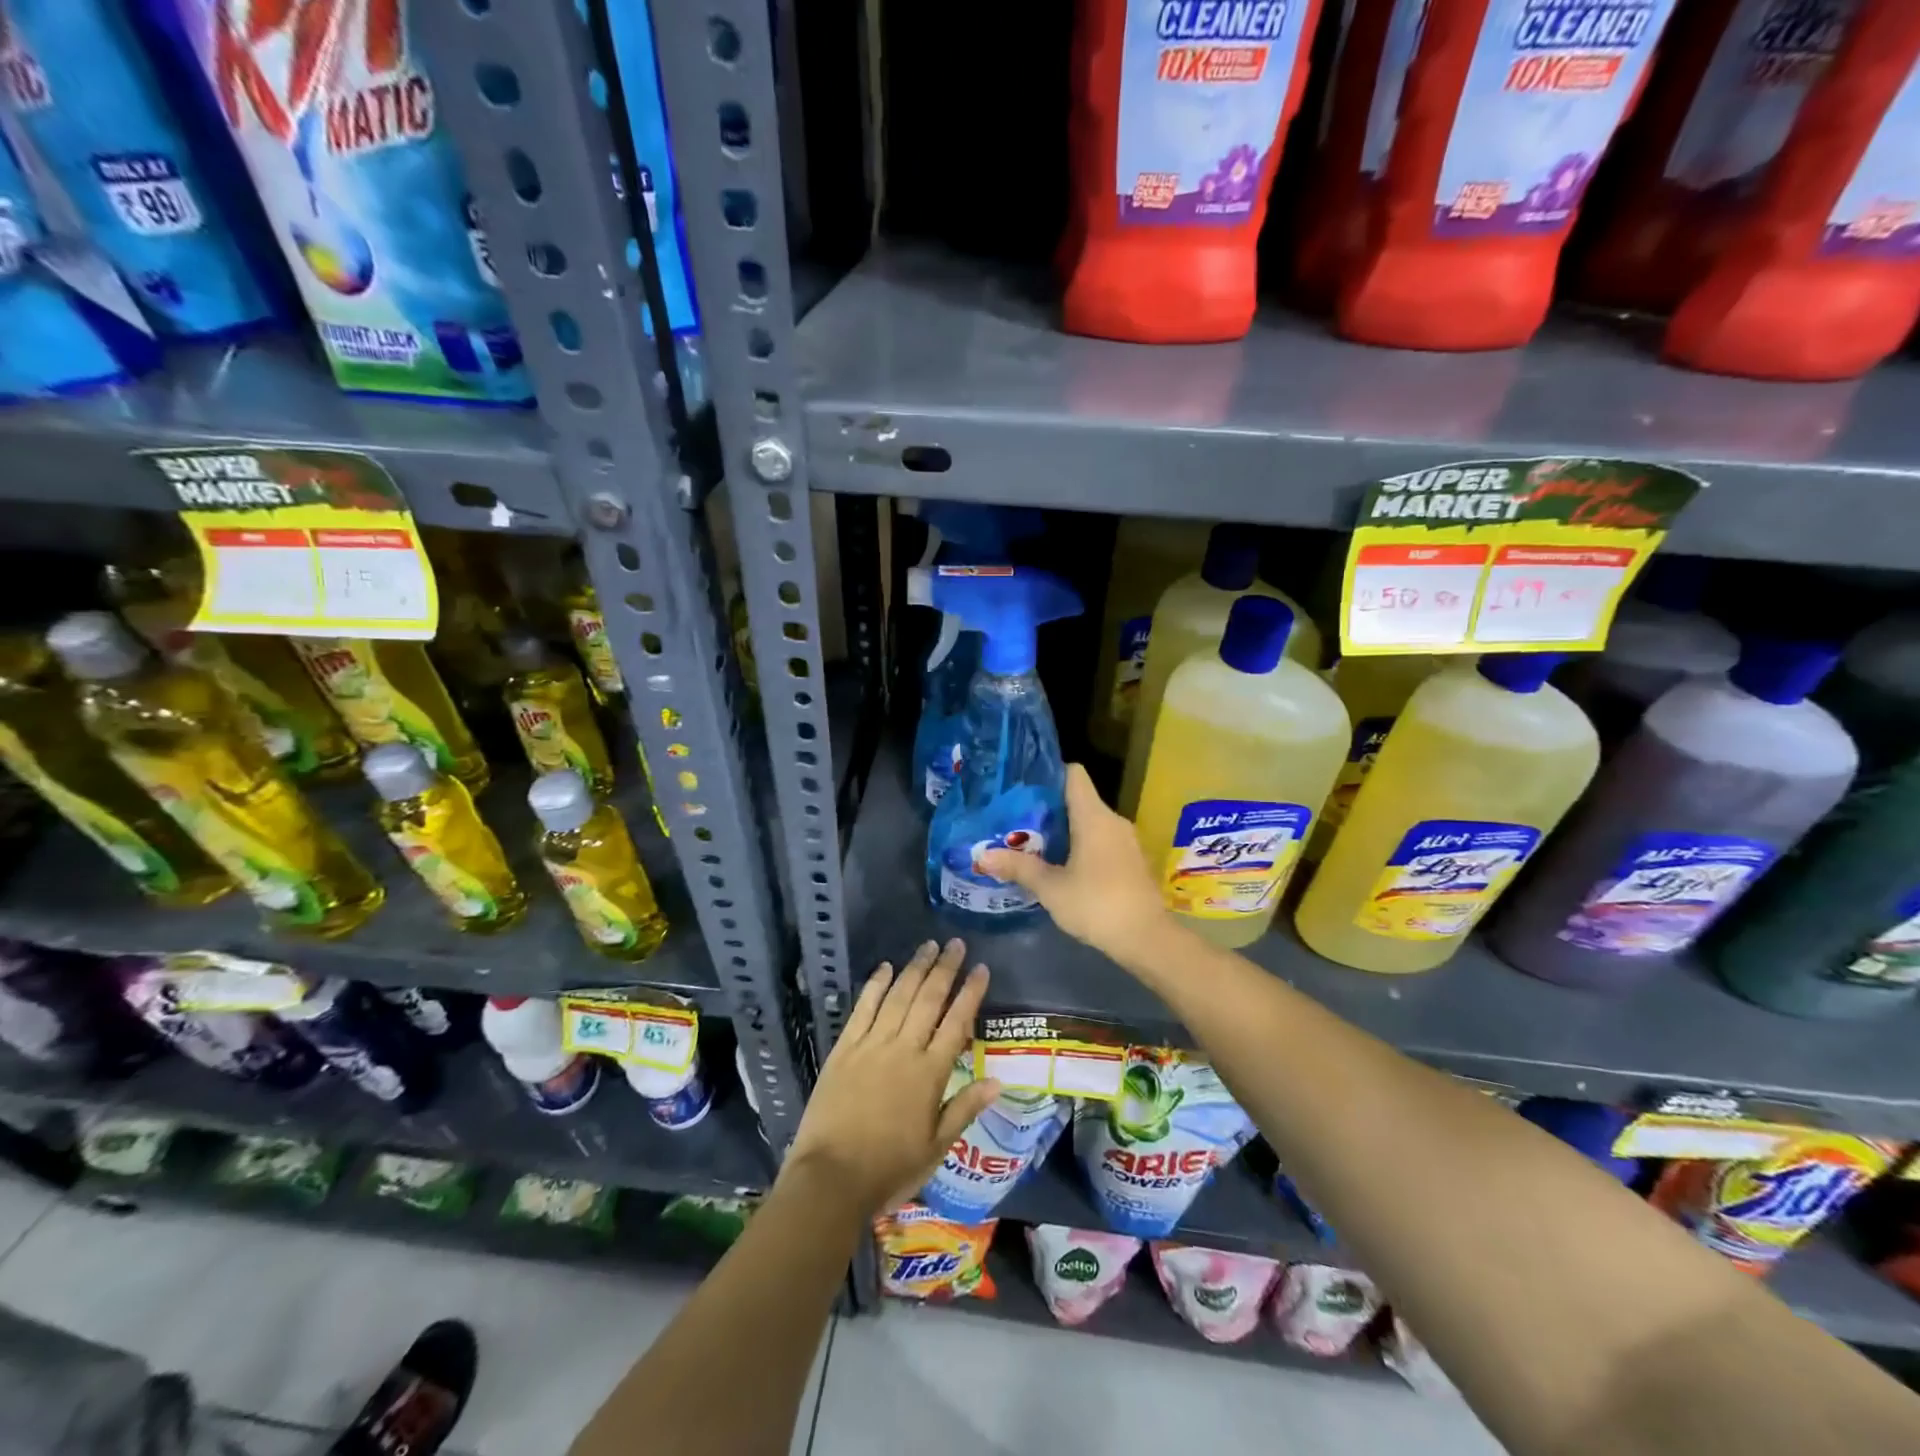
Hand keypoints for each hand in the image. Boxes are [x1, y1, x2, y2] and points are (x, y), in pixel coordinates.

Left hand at [783, 939, 998, 1217]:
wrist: (831, 1178)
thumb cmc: (889, 1168)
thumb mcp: (936, 1147)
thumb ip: (965, 1109)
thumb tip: (998, 1081)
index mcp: (930, 1074)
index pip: (957, 1023)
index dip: (970, 993)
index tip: (981, 968)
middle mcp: (903, 1050)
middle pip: (929, 1000)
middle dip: (945, 970)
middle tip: (956, 944)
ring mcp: (871, 1045)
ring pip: (898, 997)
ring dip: (915, 969)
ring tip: (929, 946)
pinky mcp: (844, 1049)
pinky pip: (863, 1009)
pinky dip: (875, 986)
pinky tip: (885, 967)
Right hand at [976, 764, 1169, 958]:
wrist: (1147, 938)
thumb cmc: (1096, 904)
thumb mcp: (1051, 888)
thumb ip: (1018, 867)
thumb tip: (982, 855)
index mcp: (1093, 816)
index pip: (1073, 774)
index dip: (1049, 774)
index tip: (1024, 786)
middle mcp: (1113, 820)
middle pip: (1079, 799)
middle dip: (1049, 808)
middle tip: (1018, 820)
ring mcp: (1127, 840)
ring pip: (1091, 822)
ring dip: (1066, 830)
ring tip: (1034, 843)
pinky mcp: (1133, 860)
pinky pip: (1103, 840)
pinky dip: (1083, 845)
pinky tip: (1063, 865)